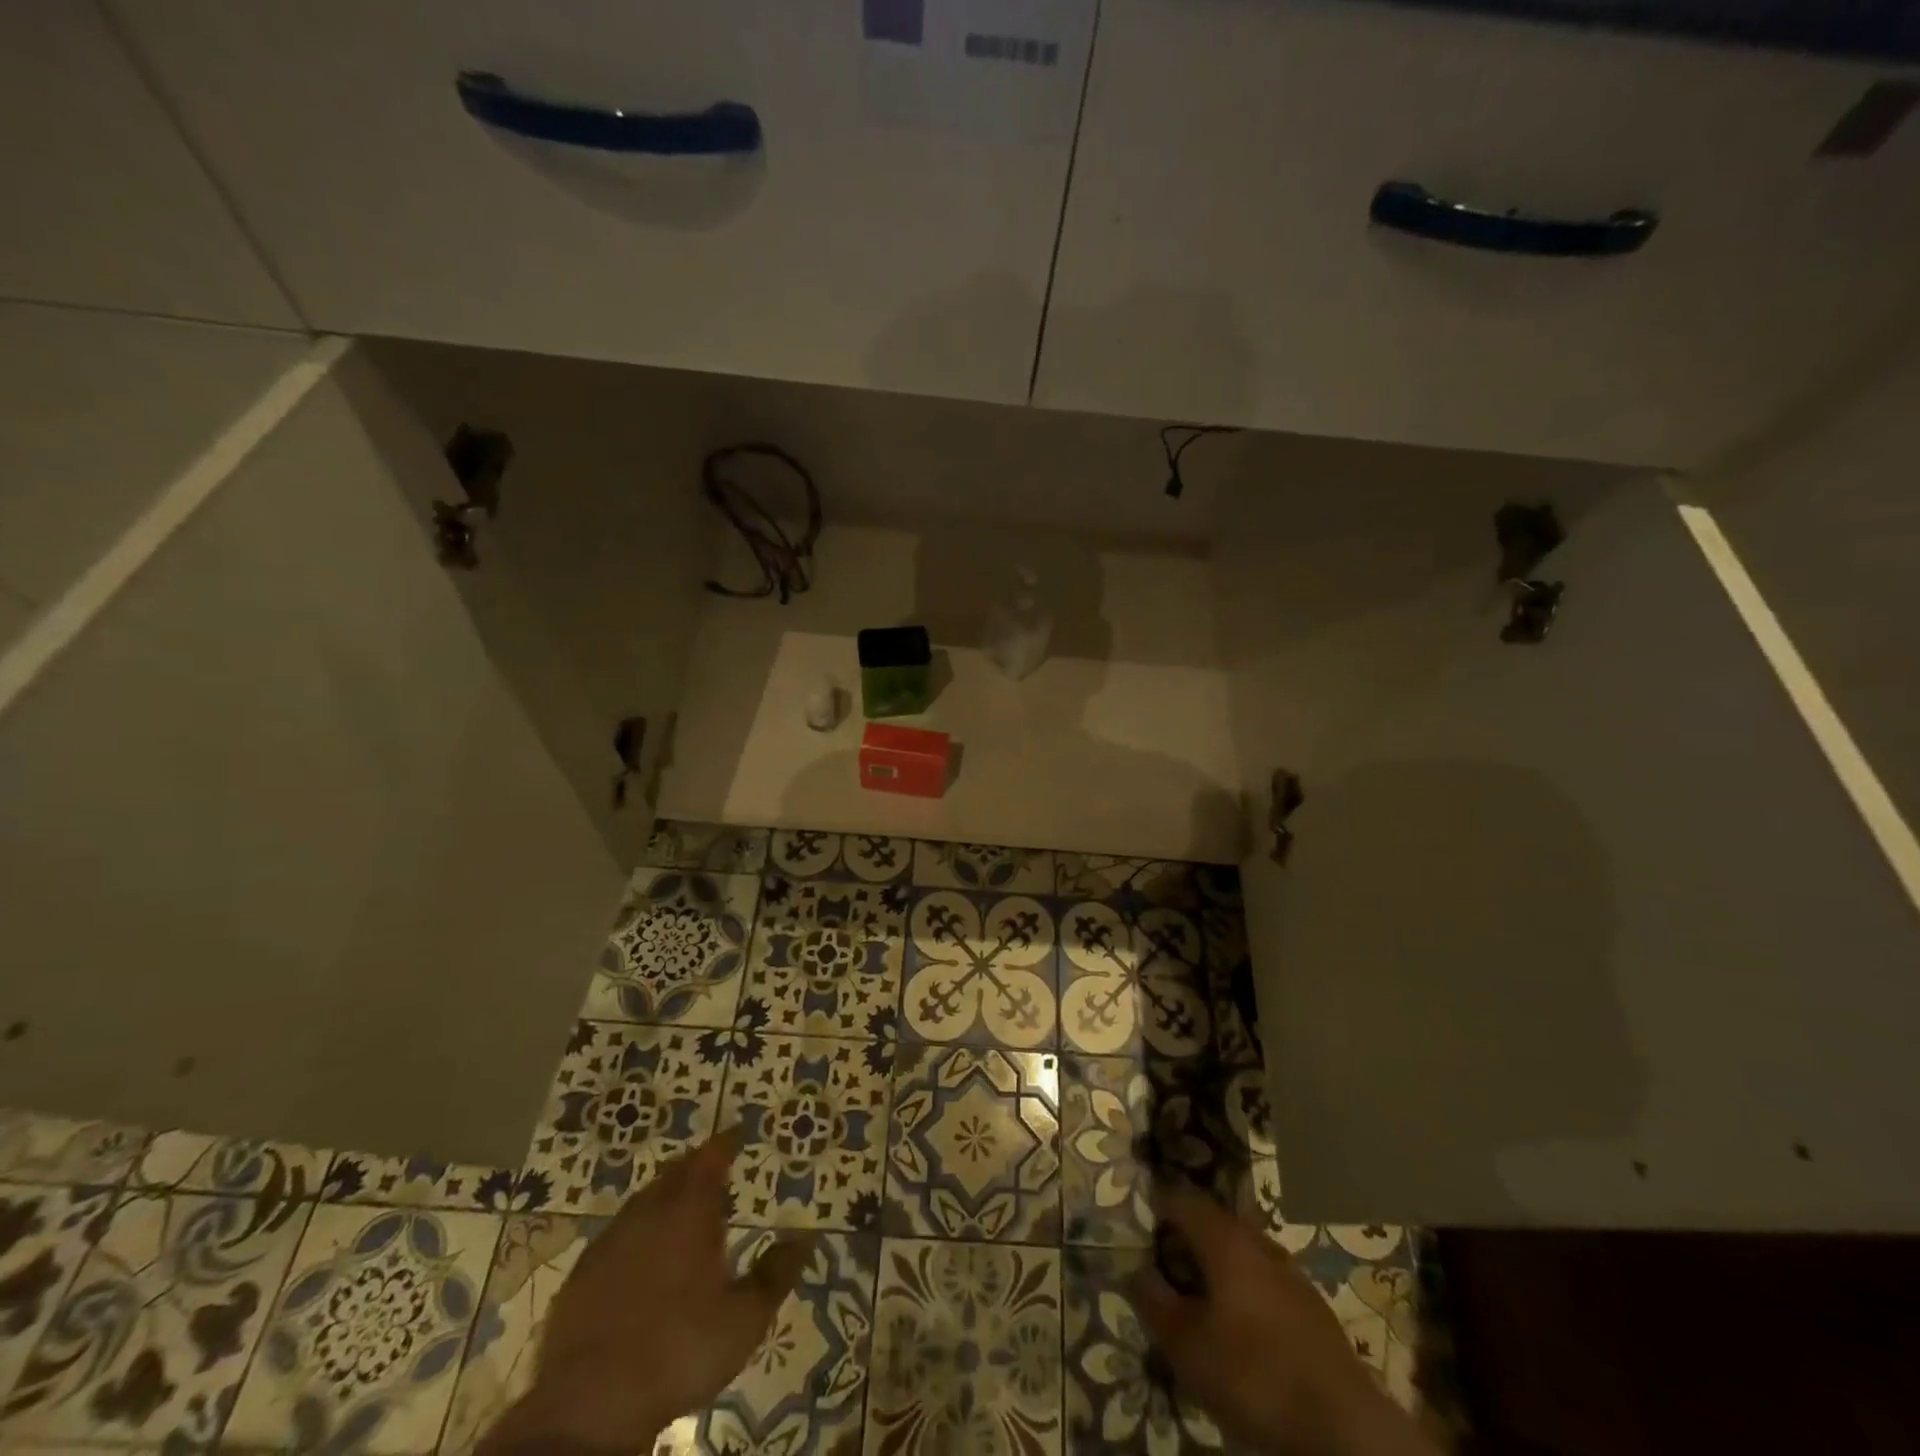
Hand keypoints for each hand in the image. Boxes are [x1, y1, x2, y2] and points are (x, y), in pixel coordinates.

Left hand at [480, 1128, 813, 1455]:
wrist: (590, 1404)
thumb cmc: (679, 1350)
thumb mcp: (744, 1318)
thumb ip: (775, 1274)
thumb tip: (805, 1238)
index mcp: (691, 1211)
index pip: (712, 1157)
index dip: (726, 1141)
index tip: (738, 1131)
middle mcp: (650, 1212)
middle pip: (675, 1172)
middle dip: (696, 1166)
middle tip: (714, 1170)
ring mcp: (610, 1241)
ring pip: (643, 1201)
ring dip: (665, 1196)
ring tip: (682, 1209)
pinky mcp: (581, 1275)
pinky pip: (616, 1235)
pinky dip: (636, 1232)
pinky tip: (640, 1256)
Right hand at [1133, 1184, 1434, 1455]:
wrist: (1345, 1428)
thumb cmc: (1254, 1376)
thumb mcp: (1188, 1347)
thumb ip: (1156, 1304)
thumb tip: (1135, 1270)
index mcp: (1226, 1240)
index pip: (1184, 1200)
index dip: (1160, 1202)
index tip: (1142, 1212)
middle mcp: (1259, 1243)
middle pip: (1217, 1221)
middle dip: (1189, 1231)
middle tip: (1165, 1253)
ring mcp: (1291, 1273)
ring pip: (1244, 1249)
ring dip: (1219, 1259)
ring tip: (1199, 1287)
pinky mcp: (1313, 1307)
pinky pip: (1266, 1277)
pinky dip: (1244, 1283)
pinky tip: (1238, 1316)